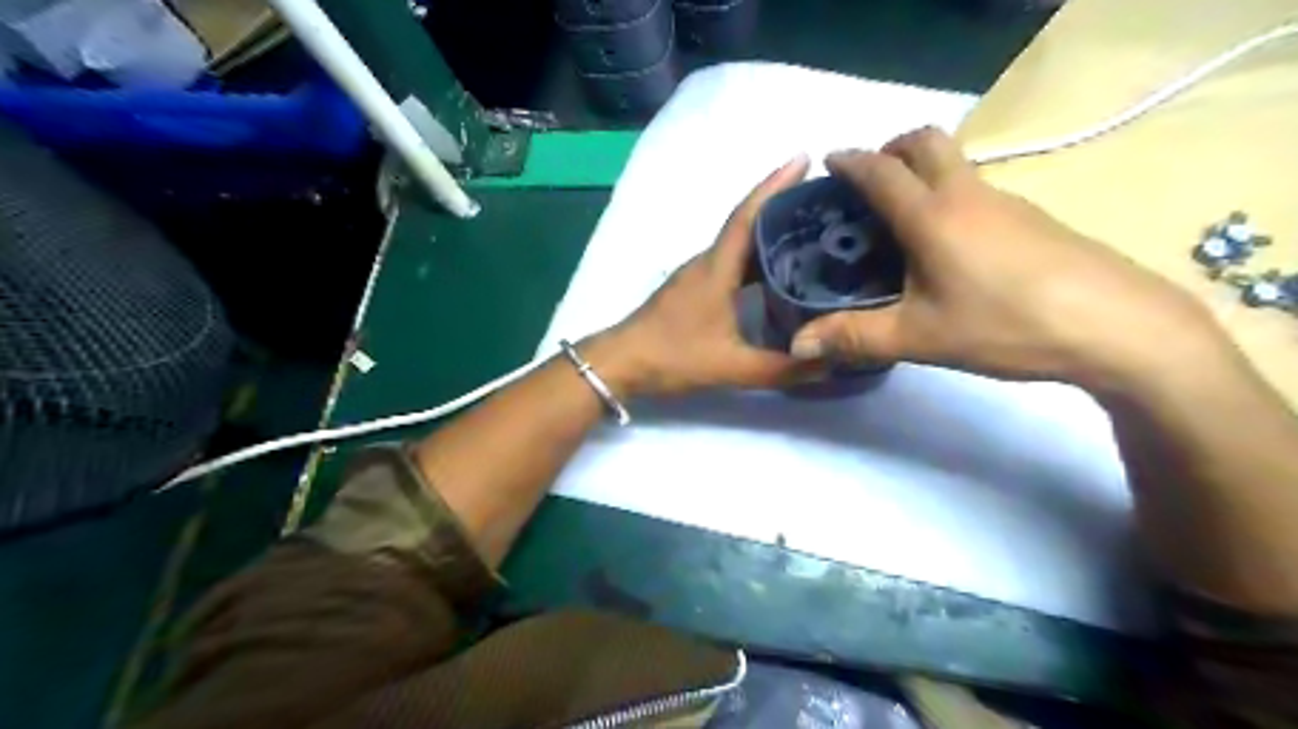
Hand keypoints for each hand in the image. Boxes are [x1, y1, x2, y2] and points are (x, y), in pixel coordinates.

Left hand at [592, 151, 814, 396]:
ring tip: (814, 233)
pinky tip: (779, 273)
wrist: (621, 363)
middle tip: (828, 201)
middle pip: (749, 223)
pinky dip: (758, 259)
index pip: (748, 216)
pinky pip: (733, 263)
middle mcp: (708, 262)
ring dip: (772, 232)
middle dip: (784, 205)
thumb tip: (831, 364)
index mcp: (716, 268)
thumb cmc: (672, 356)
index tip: (805, 157)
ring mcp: (699, 275)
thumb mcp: (732, 367)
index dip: (775, 185)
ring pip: (741, 244)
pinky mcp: (695, 290)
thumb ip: (781, 369)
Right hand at [786, 129, 1223, 389]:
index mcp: (932, 216)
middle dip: (891, 148)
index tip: (828, 161)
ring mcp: (1006, 201)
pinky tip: (947, 244)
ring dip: (922, 170)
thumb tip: (797, 344)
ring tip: (900, 218)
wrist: (1115, 326)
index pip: (881, 172)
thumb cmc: (1005, 324)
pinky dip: (949, 194)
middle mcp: (967, 194)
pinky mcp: (1032, 218)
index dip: (851, 161)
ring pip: (955, 163)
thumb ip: (855, 336)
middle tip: (869, 182)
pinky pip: (977, 188)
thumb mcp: (919, 337)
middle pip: (927, 142)